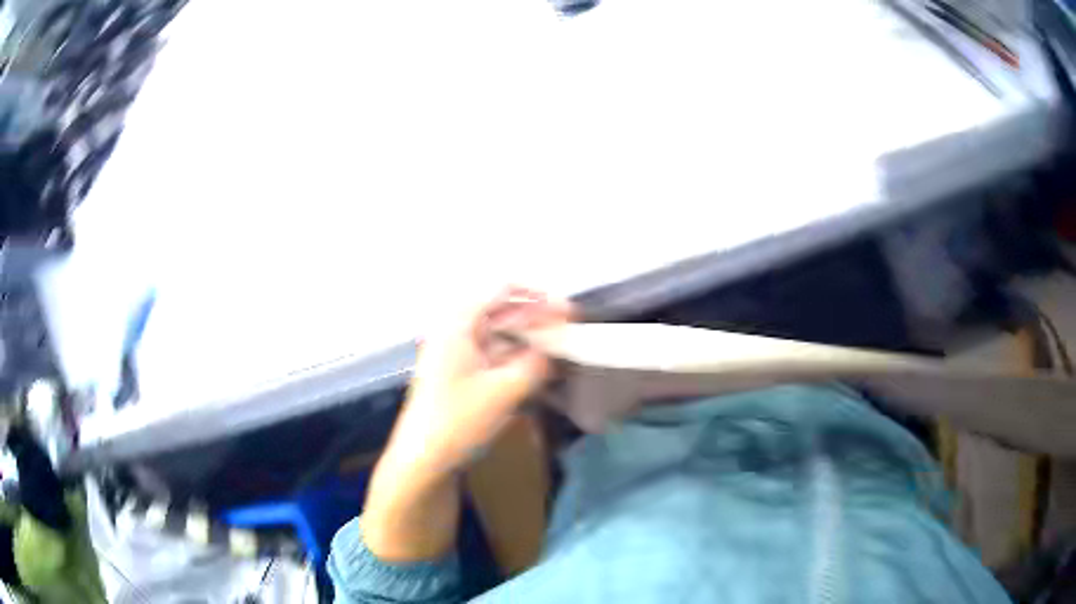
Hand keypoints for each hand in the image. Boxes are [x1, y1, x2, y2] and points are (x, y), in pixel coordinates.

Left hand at [361, 288, 572, 561]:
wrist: (423, 458)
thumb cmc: (458, 421)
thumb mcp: (504, 391)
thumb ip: (536, 364)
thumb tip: (556, 346)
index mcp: (458, 325)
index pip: (500, 289)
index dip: (535, 294)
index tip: (564, 309)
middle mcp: (455, 331)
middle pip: (500, 310)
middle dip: (535, 316)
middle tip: (568, 327)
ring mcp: (455, 353)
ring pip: (498, 333)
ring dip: (527, 337)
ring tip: (558, 346)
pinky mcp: (459, 374)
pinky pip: (492, 353)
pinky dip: (515, 355)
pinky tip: (536, 365)